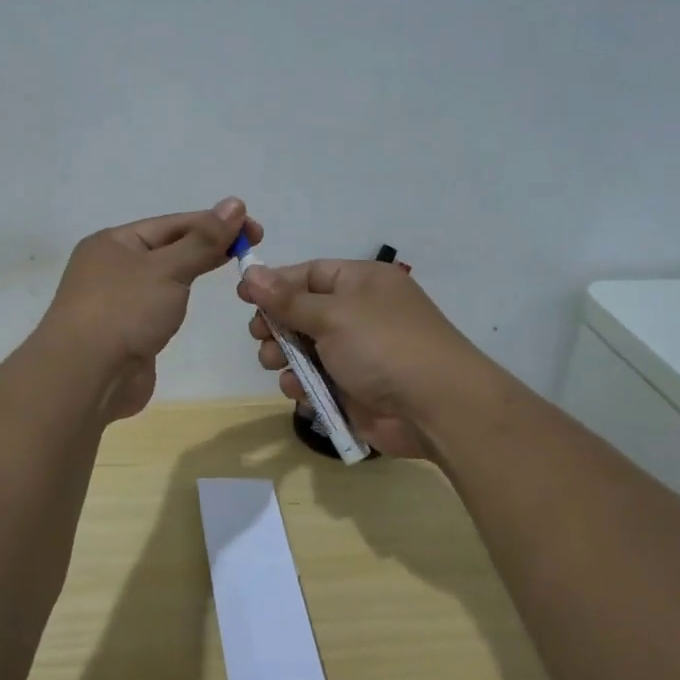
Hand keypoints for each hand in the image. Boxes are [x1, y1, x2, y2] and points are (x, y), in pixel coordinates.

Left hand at [42, 198, 261, 420]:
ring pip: (163, 279)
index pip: (172, 224)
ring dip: (192, 272)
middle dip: (207, 246)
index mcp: (113, 242)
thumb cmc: (124, 311)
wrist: (86, 376)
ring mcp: (116, 302)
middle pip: (167, 248)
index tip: (255, 229)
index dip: (215, 223)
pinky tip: (195, 302)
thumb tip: (235, 204)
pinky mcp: (125, 332)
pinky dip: (178, 301)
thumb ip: (203, 240)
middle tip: (252, 248)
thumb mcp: (168, 268)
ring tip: (231, 270)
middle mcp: (110, 267)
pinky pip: (158, 307)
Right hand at [237, 259, 484, 458]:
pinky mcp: (354, 388)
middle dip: (276, 324)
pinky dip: (302, 384)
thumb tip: (251, 271)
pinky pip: (317, 380)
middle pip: (302, 312)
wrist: (436, 408)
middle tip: (259, 336)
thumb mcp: (333, 315)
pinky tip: (297, 391)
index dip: (275, 284)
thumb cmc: (384, 346)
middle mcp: (359, 313)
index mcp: (361, 282)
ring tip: (273, 363)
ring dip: (283, 356)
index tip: (243, 297)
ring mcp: (357, 353)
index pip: (309, 274)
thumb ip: (288, 299)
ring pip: (305, 349)